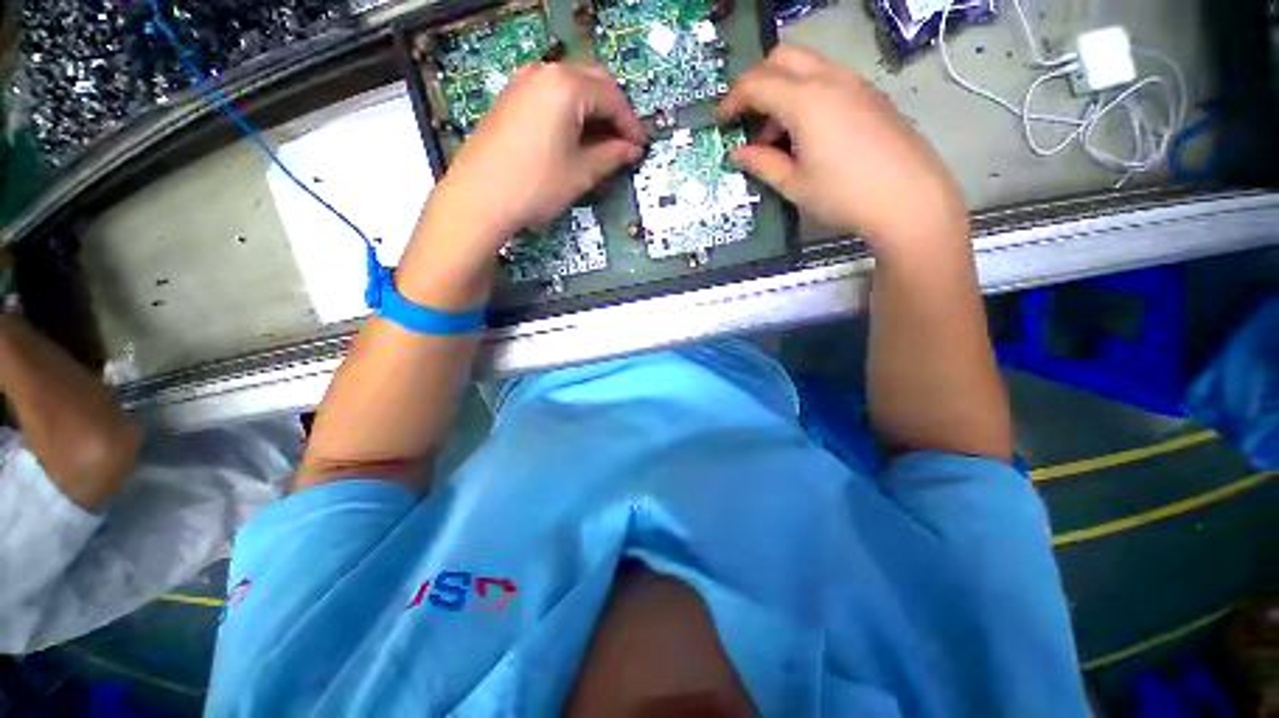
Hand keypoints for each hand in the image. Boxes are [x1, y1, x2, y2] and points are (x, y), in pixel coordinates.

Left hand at [432, 62, 646, 242]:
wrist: (479, 198)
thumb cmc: (535, 185)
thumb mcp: (581, 173)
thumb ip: (612, 156)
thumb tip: (632, 150)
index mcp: (566, 86)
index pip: (612, 97)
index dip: (631, 124)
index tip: (640, 147)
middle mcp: (544, 72)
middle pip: (593, 81)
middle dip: (614, 110)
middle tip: (624, 142)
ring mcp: (523, 82)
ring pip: (571, 85)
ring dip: (593, 109)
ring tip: (602, 142)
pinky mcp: (511, 97)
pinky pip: (551, 94)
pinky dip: (571, 110)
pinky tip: (575, 137)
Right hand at [716, 45, 967, 251]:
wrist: (909, 198)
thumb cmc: (844, 195)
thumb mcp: (794, 185)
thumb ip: (762, 164)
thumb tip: (737, 154)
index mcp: (806, 101)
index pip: (758, 84)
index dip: (732, 100)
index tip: (719, 121)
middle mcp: (830, 79)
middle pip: (782, 57)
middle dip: (756, 83)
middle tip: (746, 119)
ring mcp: (854, 83)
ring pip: (806, 66)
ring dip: (782, 91)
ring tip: (777, 139)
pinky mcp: (869, 95)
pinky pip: (827, 80)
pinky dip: (805, 96)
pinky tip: (806, 134)